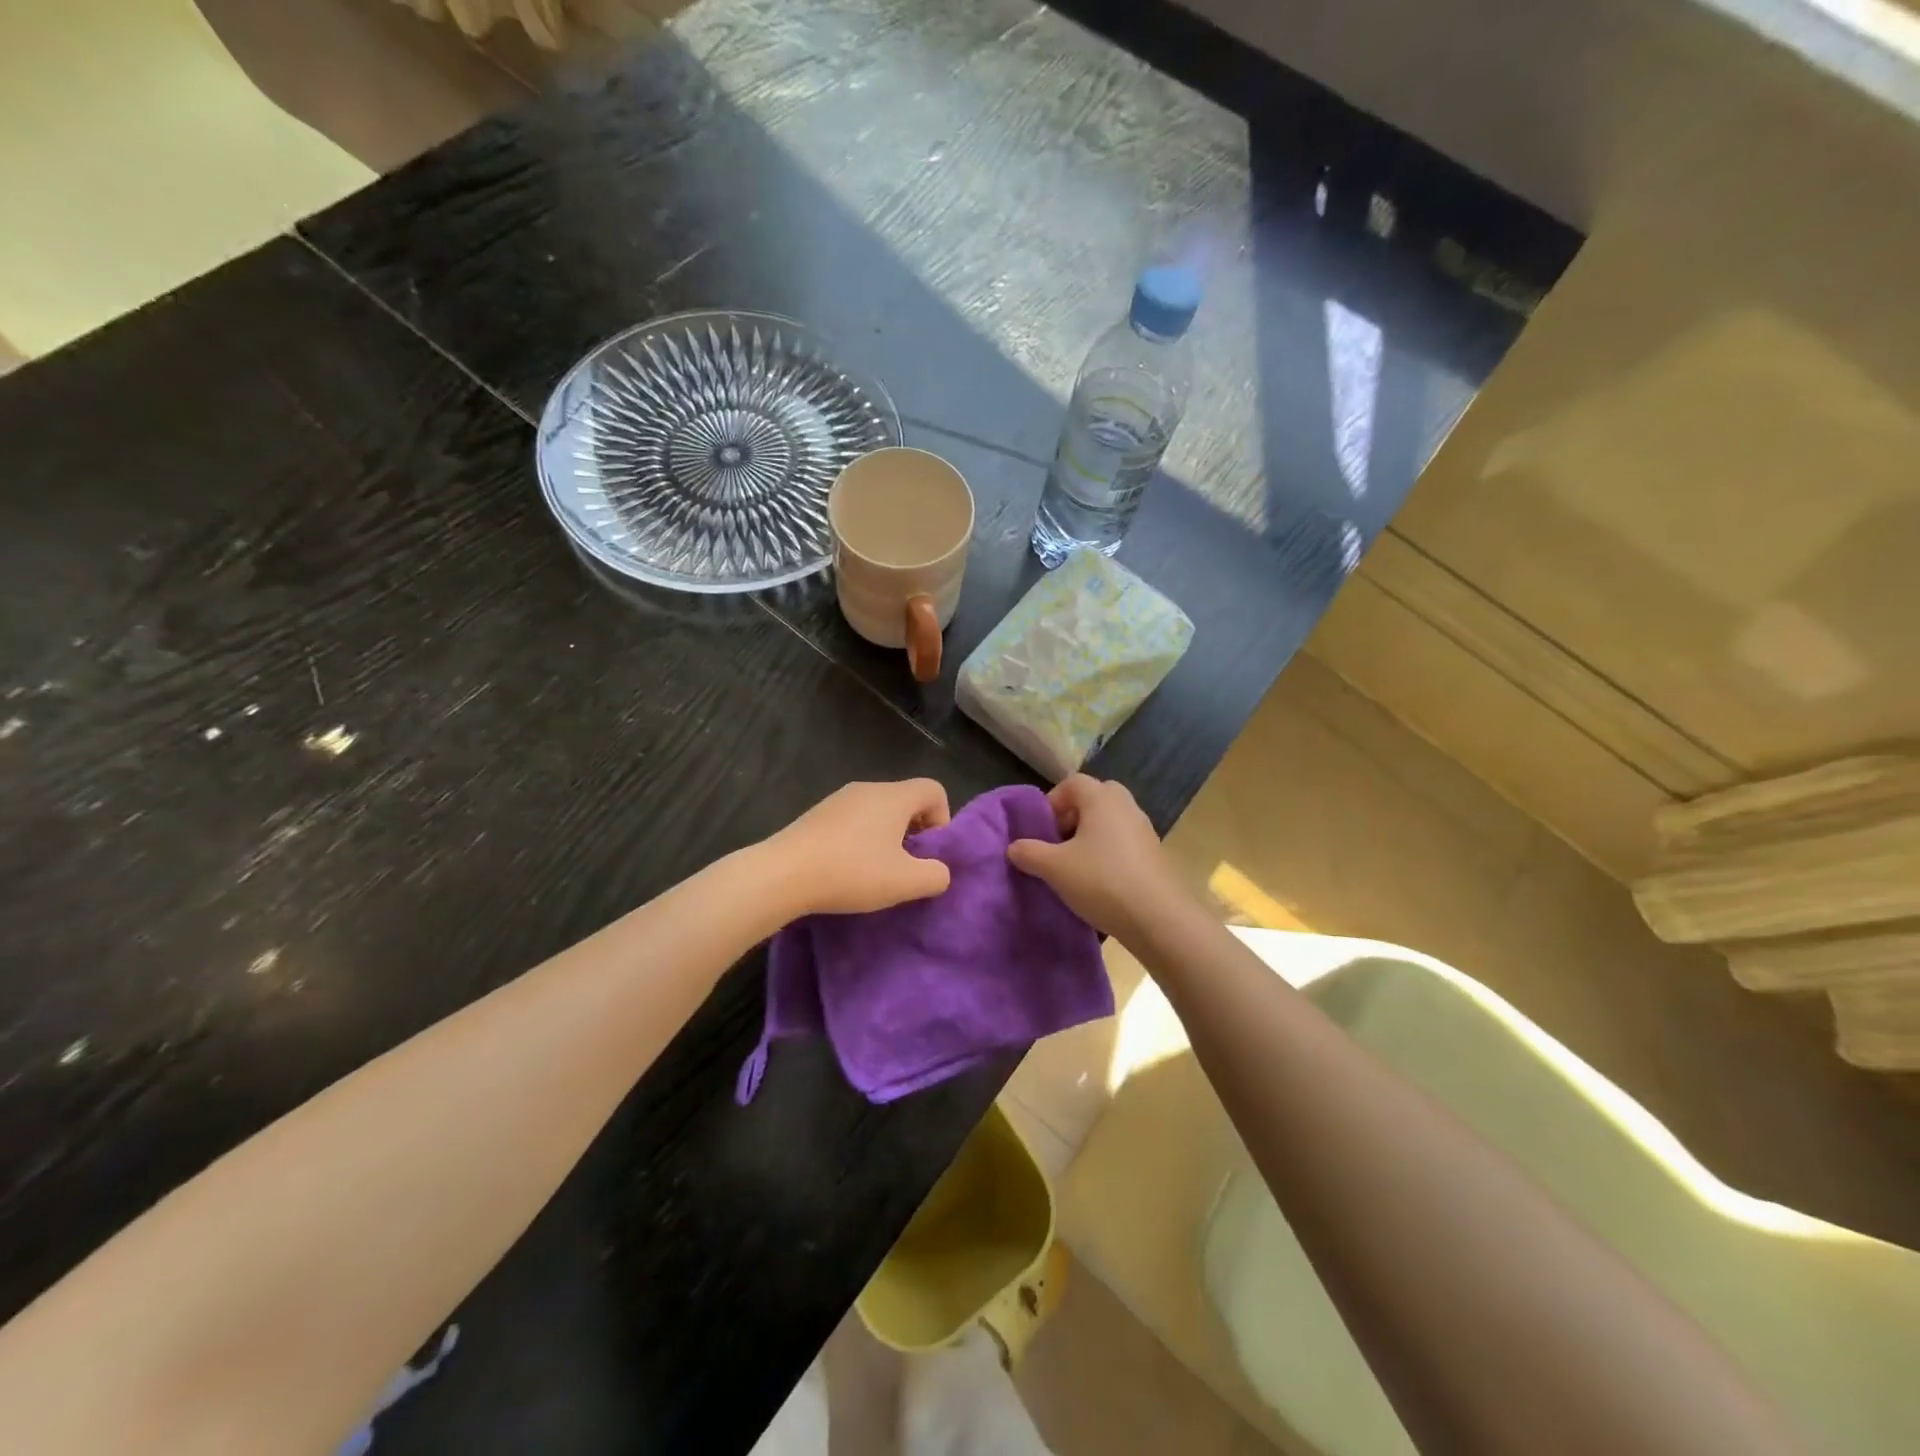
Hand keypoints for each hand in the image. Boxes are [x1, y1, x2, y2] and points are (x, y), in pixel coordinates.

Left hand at [765, 779, 952, 915]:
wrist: (782, 874)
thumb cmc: (851, 872)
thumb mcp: (906, 882)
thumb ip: (936, 875)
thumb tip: (938, 871)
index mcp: (894, 796)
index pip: (934, 789)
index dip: (942, 820)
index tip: (927, 853)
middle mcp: (868, 788)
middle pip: (906, 800)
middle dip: (914, 832)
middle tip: (904, 867)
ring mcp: (838, 799)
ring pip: (878, 811)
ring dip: (886, 838)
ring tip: (874, 872)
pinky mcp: (817, 815)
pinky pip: (853, 820)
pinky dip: (859, 840)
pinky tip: (846, 869)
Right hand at [1006, 775, 1182, 942]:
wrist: (1158, 918)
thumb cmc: (1102, 881)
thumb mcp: (1054, 868)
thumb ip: (1029, 853)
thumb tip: (1013, 847)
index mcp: (1101, 798)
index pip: (1071, 783)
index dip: (1051, 803)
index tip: (1041, 832)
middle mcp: (1125, 805)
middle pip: (1092, 799)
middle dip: (1071, 818)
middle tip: (1058, 845)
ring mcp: (1144, 829)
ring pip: (1109, 822)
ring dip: (1089, 838)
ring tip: (1075, 868)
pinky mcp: (1154, 854)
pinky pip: (1123, 842)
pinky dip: (1107, 854)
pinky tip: (1098, 883)